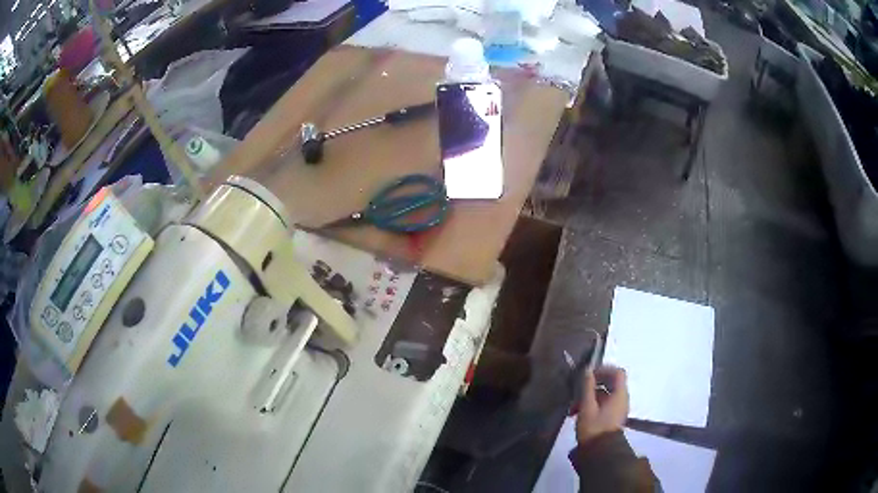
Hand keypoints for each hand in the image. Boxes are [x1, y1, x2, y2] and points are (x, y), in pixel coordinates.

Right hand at [575, 366, 628, 444]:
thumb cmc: (594, 428)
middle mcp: (621, 399)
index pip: (617, 373)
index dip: (604, 369)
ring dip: (589, 396)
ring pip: (604, 394)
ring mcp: (617, 409)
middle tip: (577, 390)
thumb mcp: (587, 407)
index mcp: (619, 395)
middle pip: (610, 383)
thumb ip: (587, 387)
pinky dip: (591, 404)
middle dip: (592, 385)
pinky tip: (577, 413)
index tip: (588, 374)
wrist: (600, 453)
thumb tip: (587, 369)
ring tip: (573, 406)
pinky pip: (603, 404)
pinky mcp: (611, 417)